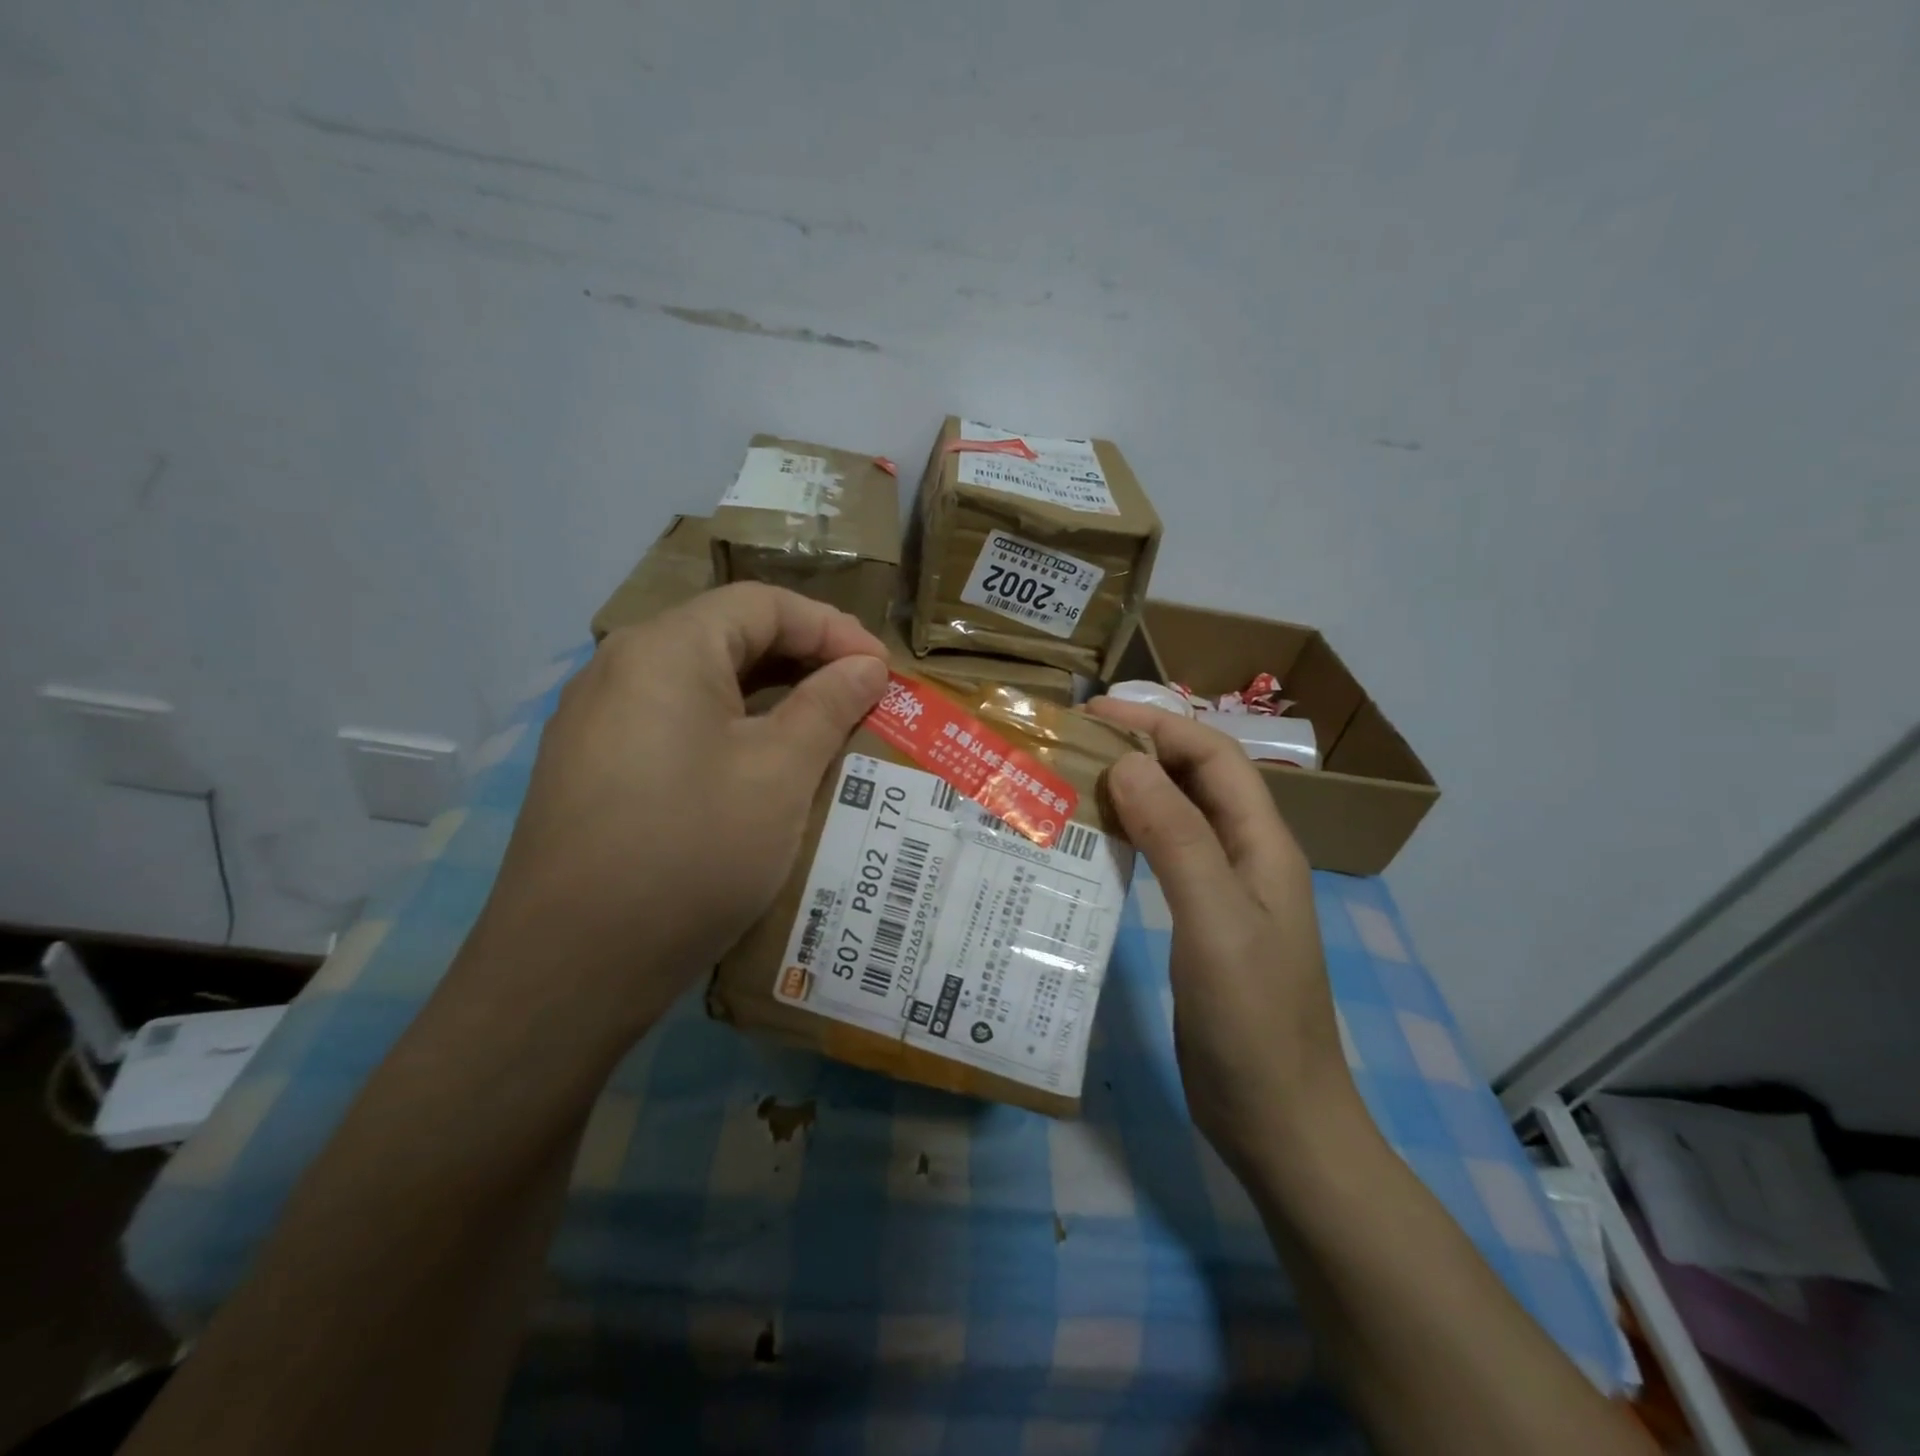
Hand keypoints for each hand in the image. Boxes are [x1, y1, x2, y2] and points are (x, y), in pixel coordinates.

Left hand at [462, 584, 888, 1058]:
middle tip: (861, 699)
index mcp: (666, 650)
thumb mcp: (779, 774)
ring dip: (770, 699)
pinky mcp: (594, 768)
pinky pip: (676, 725)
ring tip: (823, 733)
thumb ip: (828, 705)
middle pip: (729, 637)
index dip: (832, 628)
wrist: (571, 969)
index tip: (883, 671)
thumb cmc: (692, 853)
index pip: (763, 604)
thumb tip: (866, 665)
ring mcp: (598, 721)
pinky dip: (731, 732)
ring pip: (703, 685)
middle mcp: (621, 669)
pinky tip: (762, 772)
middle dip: (804, 661)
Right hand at [1087, 699, 1363, 1176]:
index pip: (1212, 756)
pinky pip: (1167, 858)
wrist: (1277, 1119)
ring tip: (1075, 781)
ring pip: (1179, 817)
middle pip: (1196, 779)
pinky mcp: (1203, 923)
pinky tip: (1095, 842)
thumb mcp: (1214, 921)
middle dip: (1142, 748)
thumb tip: (1127, 763)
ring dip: (1134, 790)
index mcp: (1262, 844)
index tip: (1096, 712)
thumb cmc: (1251, 1020)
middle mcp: (1247, 856)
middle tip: (1074, 742)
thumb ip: (1177, 838)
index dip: (1158, 723)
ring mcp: (1226, 892)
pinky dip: (1132, 836)